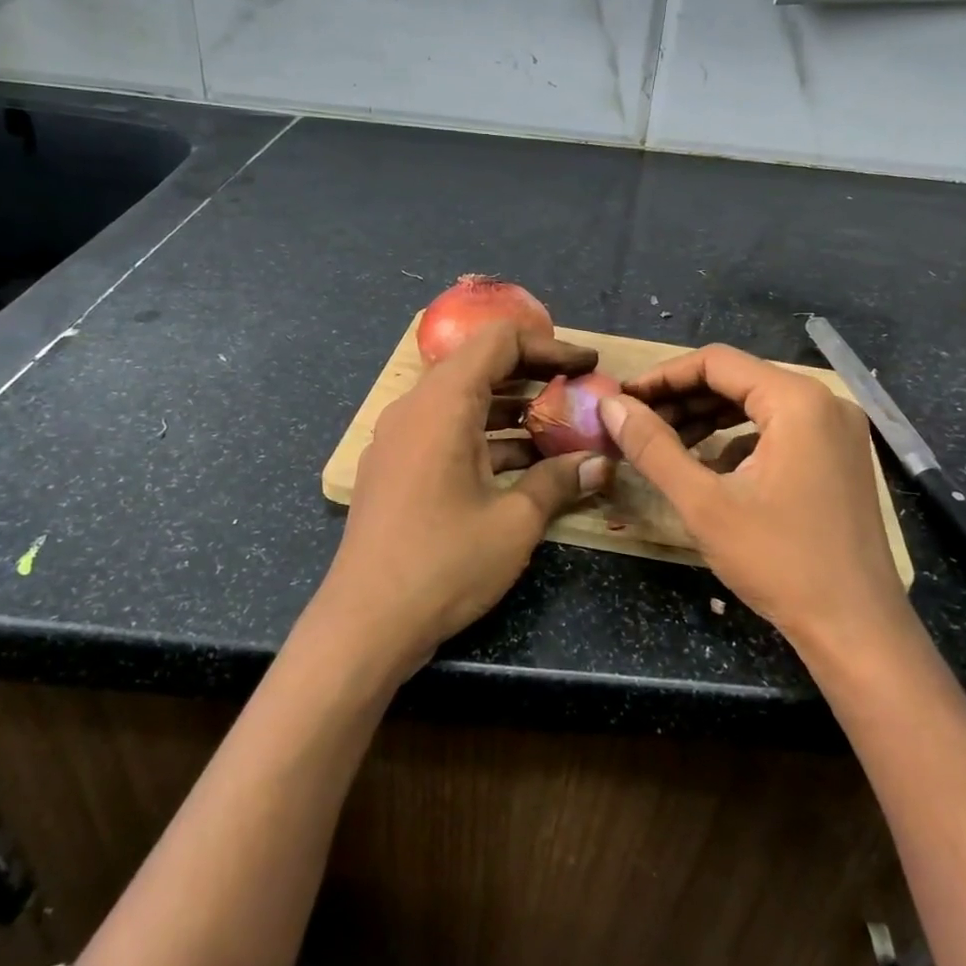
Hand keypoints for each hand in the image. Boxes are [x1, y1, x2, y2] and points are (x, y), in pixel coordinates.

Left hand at [313, 321, 613, 673]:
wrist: (364, 624)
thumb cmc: (444, 563)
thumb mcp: (514, 522)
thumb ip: (559, 481)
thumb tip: (601, 464)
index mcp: (444, 403)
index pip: (499, 341)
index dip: (548, 346)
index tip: (586, 368)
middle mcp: (416, 408)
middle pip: (480, 366)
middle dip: (534, 377)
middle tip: (578, 396)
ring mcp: (400, 438)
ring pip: (464, 401)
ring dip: (512, 410)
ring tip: (559, 431)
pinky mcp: (395, 467)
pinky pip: (446, 431)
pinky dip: (485, 437)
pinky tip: (522, 466)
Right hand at [600, 344, 905, 655]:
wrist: (857, 630)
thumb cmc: (780, 562)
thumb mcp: (704, 503)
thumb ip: (653, 447)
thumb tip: (610, 404)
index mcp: (797, 400)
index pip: (716, 362)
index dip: (663, 376)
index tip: (623, 399)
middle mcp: (824, 401)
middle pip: (738, 379)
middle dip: (683, 399)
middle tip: (637, 423)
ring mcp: (838, 430)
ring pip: (757, 404)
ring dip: (708, 418)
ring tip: (663, 441)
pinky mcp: (839, 457)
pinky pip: (779, 429)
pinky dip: (738, 438)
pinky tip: (710, 466)